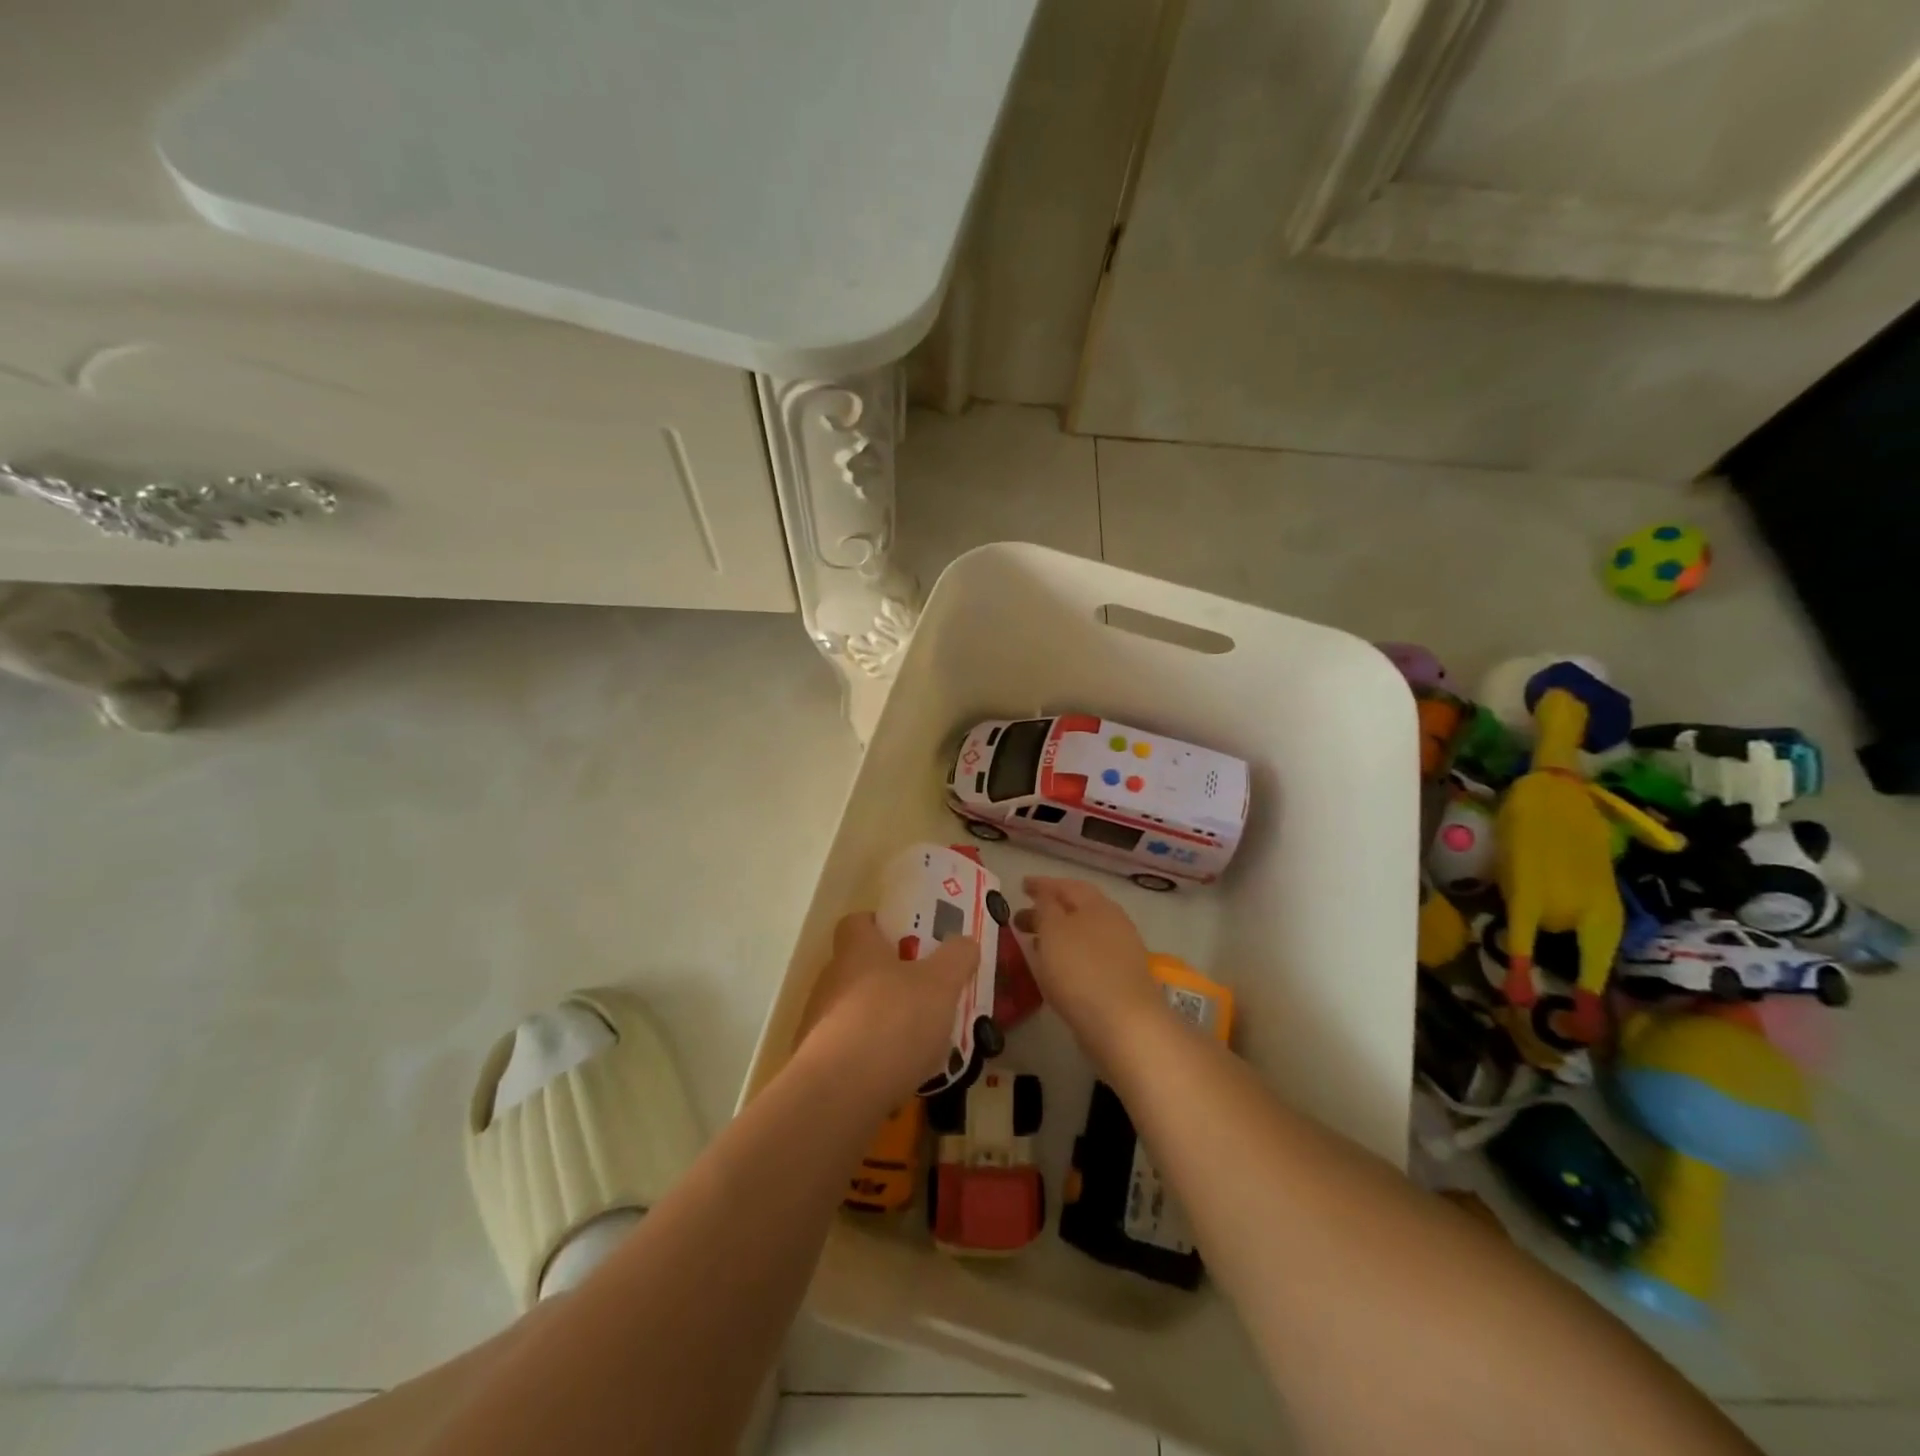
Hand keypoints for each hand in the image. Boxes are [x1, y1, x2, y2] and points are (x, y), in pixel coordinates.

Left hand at [797, 912, 978, 1107]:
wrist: (841, 1092)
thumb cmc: (894, 1020)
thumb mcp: (941, 983)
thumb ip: (957, 958)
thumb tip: (965, 942)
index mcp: (856, 950)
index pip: (858, 922)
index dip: (881, 926)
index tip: (909, 940)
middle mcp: (830, 980)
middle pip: (859, 969)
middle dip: (890, 980)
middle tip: (926, 996)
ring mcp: (818, 1023)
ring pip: (855, 1013)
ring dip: (882, 1023)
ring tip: (919, 1046)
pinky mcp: (816, 1065)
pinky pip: (849, 1054)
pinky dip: (871, 1062)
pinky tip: (899, 1080)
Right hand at [1016, 878, 1164, 1058]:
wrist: (1125, 1025)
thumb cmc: (1081, 970)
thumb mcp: (1053, 931)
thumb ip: (1046, 908)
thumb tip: (1045, 896)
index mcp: (1097, 904)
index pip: (1066, 885)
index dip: (1042, 884)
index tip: (1021, 885)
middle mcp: (1113, 922)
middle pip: (1077, 909)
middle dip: (1048, 910)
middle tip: (1020, 918)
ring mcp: (1121, 952)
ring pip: (1083, 934)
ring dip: (1058, 935)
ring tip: (1033, 944)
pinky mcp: (1122, 980)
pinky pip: (1089, 957)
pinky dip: (1069, 955)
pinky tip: (1056, 969)